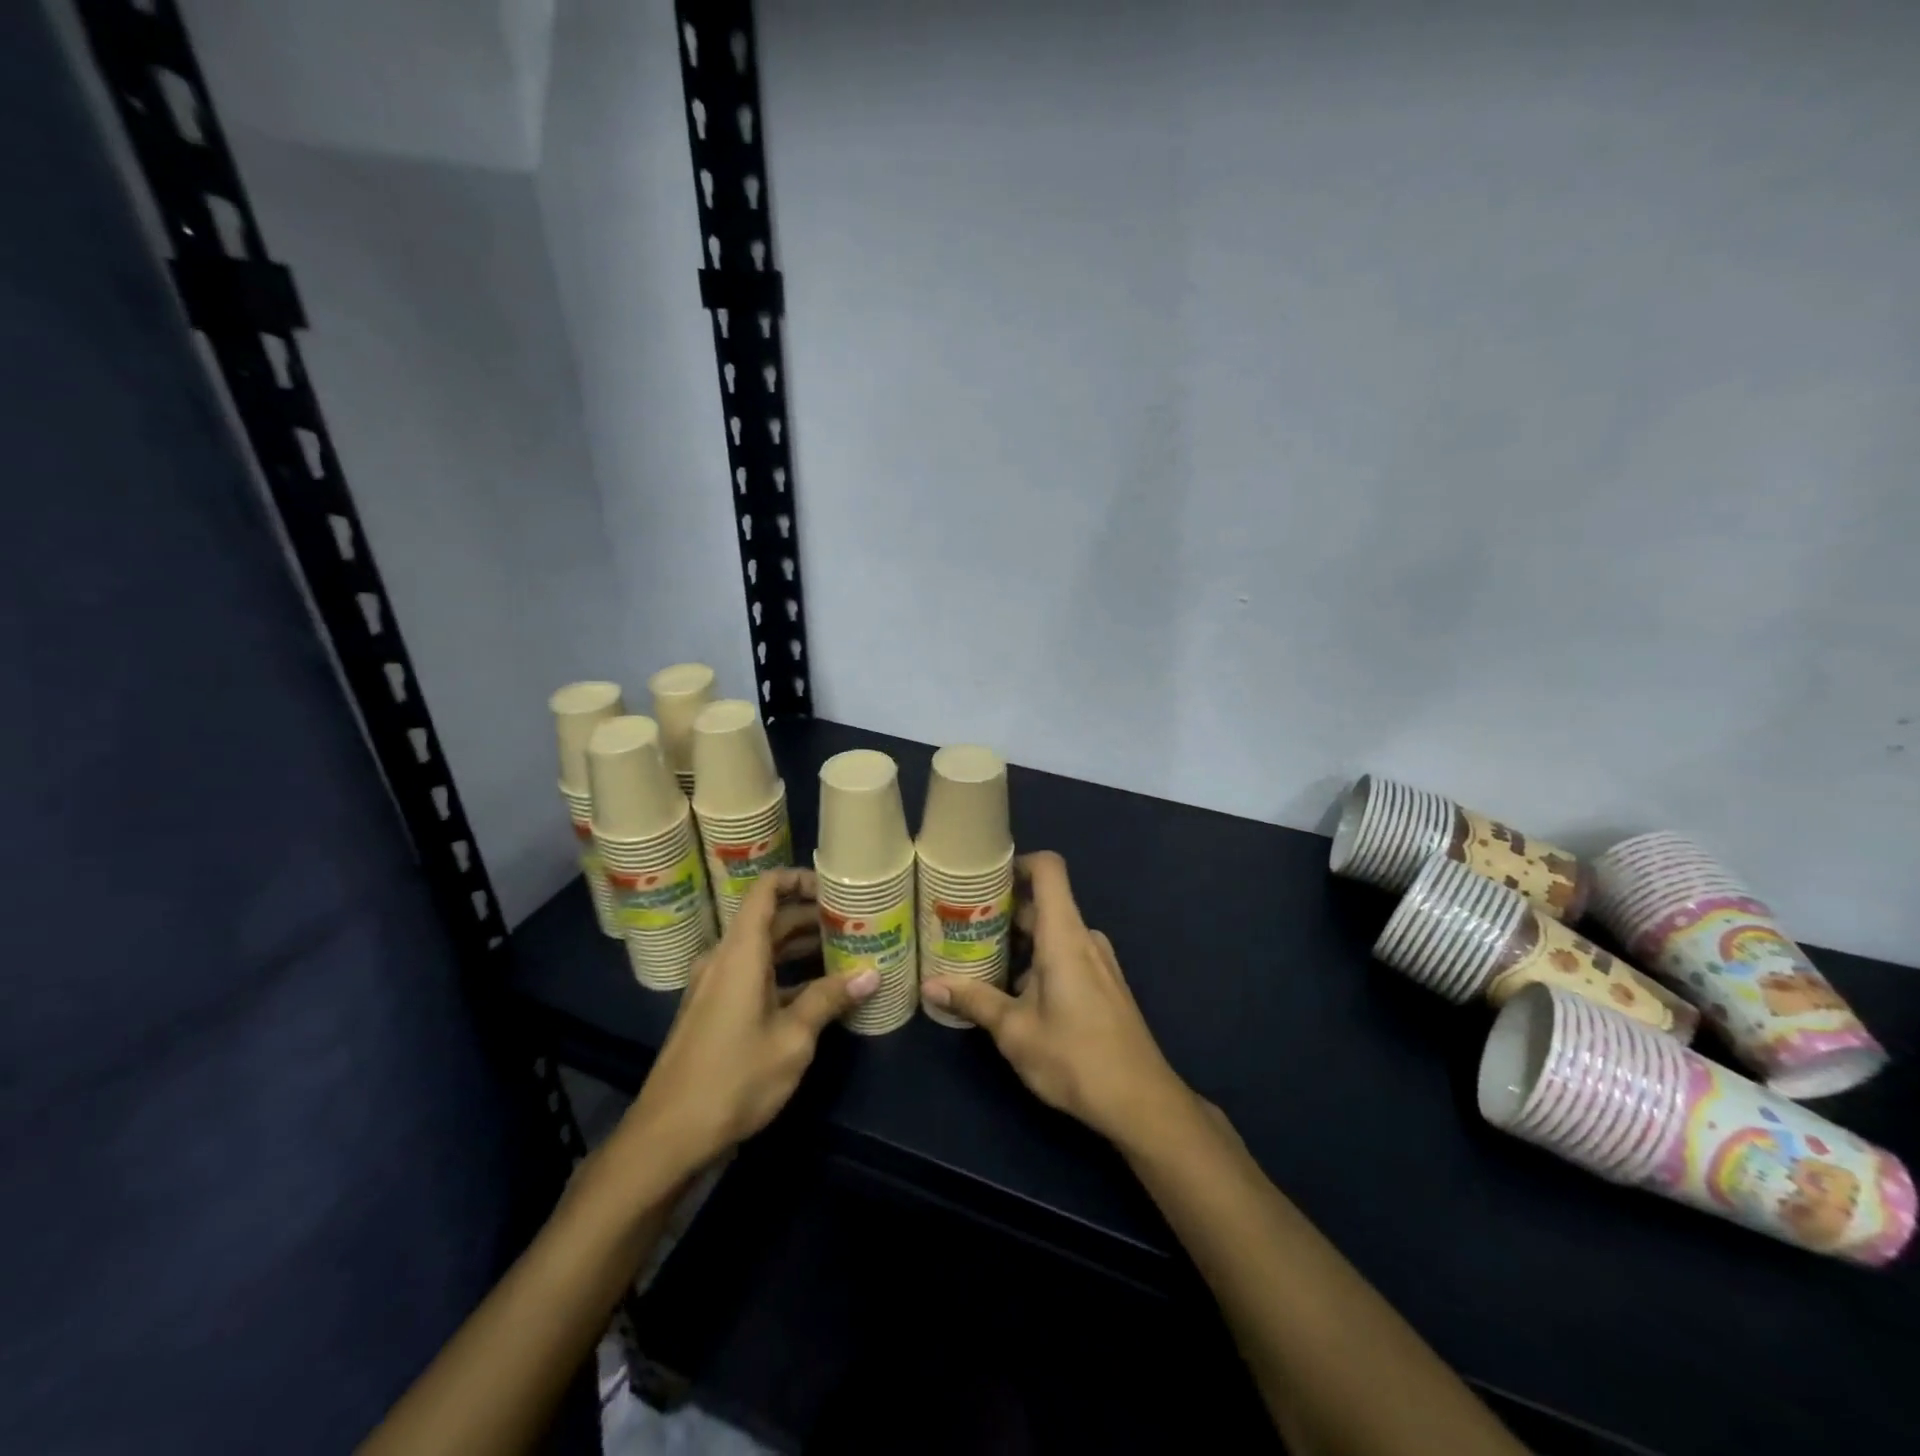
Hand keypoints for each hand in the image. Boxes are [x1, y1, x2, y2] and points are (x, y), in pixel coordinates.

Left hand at [621, 869, 877, 1173]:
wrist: (669, 1136)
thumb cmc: (735, 1078)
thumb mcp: (792, 1039)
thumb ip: (829, 999)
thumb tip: (871, 975)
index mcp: (740, 953)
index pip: (766, 890)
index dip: (799, 879)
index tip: (835, 888)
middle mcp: (725, 959)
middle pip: (770, 919)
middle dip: (812, 918)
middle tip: (856, 924)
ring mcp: (716, 986)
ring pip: (764, 950)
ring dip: (801, 948)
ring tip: (846, 953)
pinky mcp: (714, 1011)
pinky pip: (754, 975)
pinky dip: (785, 975)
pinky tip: (818, 993)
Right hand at [922, 852, 1193, 1149]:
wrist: (1142, 1103)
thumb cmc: (1075, 1058)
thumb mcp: (1015, 1031)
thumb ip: (974, 1001)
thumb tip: (930, 985)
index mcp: (1064, 936)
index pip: (1048, 870)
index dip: (1017, 862)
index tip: (983, 879)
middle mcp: (1084, 938)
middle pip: (1043, 904)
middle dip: (1003, 912)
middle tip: (961, 927)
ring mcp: (1098, 961)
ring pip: (1053, 934)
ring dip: (1018, 943)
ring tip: (979, 961)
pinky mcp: (1104, 984)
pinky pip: (1066, 955)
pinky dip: (1038, 961)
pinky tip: (1013, 993)